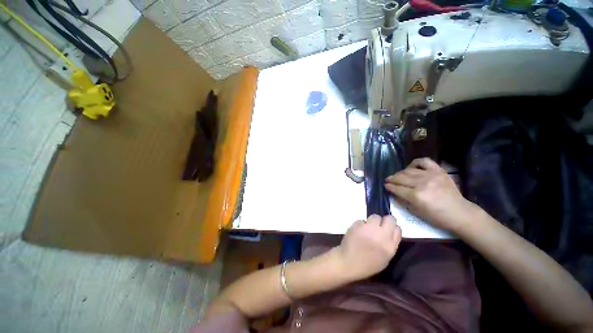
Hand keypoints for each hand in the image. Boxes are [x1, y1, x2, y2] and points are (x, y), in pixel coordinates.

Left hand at [337, 214, 401, 281]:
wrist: (348, 262)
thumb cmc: (368, 264)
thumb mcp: (386, 258)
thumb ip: (391, 243)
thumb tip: (391, 230)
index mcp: (390, 246)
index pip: (397, 228)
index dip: (392, 227)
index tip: (388, 229)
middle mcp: (381, 235)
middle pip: (389, 218)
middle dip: (385, 221)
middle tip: (379, 226)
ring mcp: (368, 228)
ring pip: (375, 216)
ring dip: (372, 221)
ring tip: (367, 229)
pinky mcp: (357, 224)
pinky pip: (362, 220)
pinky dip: (361, 225)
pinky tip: (358, 231)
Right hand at [384, 158, 475, 232]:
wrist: (459, 212)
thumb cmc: (436, 216)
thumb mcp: (416, 212)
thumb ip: (403, 200)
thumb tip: (393, 192)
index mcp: (416, 196)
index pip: (397, 188)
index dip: (389, 187)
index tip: (385, 185)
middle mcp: (422, 183)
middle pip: (400, 178)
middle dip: (391, 179)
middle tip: (387, 180)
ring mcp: (431, 175)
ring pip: (409, 170)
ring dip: (400, 173)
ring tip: (397, 176)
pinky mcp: (438, 171)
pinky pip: (423, 161)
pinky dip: (415, 163)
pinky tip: (411, 167)